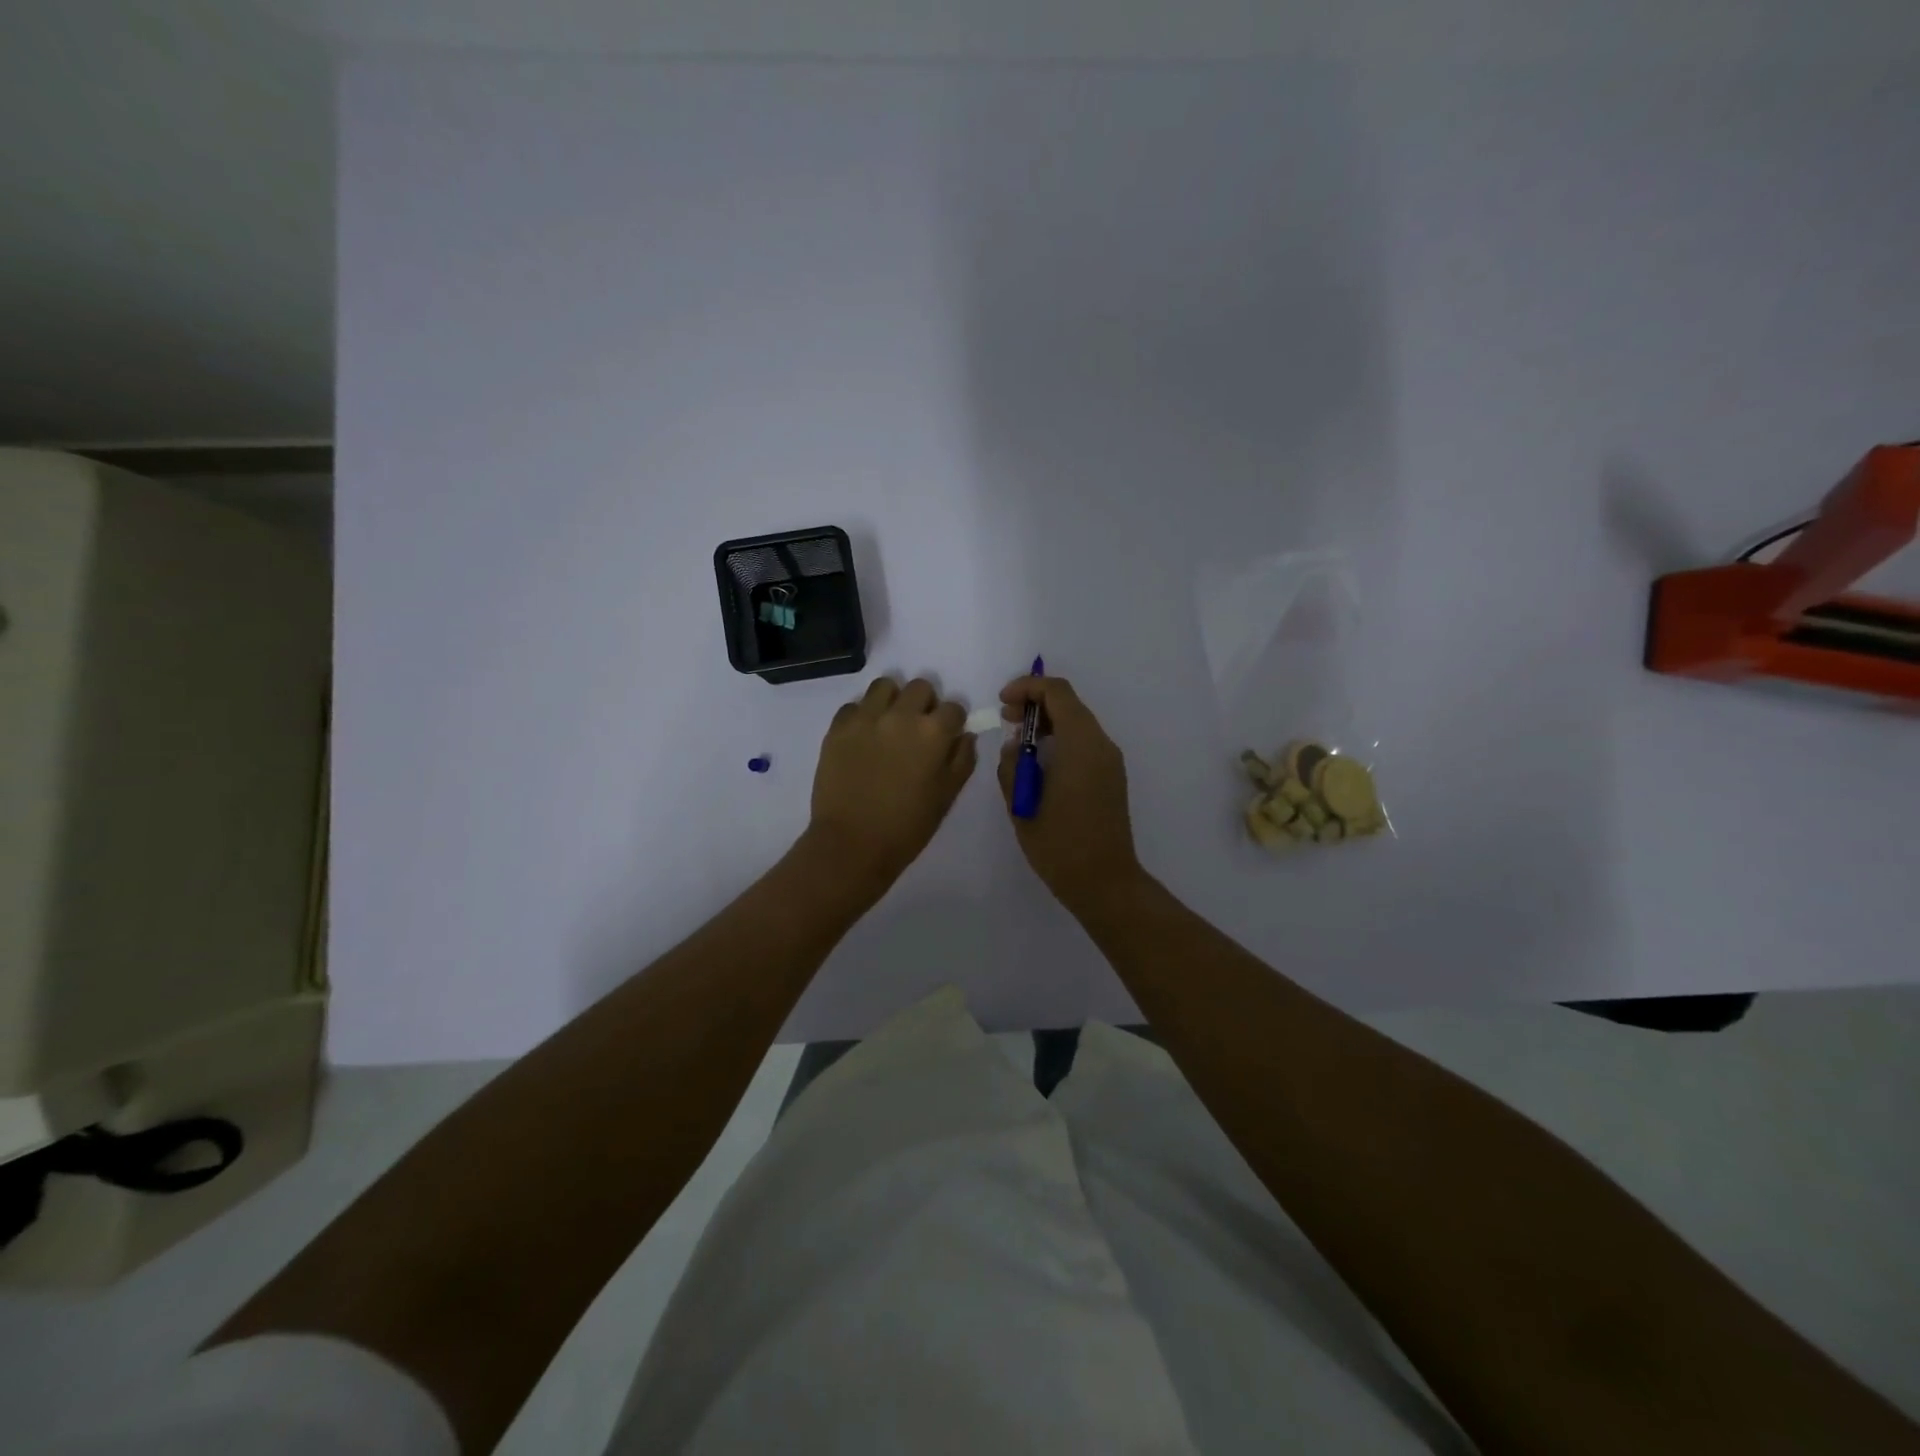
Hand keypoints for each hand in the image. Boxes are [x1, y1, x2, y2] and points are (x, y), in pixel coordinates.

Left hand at [807, 676, 977, 885]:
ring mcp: (866, 718)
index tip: (946, 737)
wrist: (852, 844)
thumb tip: (964, 735)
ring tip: (889, 725)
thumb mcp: (947, 796)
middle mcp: (901, 715)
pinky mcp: (838, 727)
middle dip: (925, 704)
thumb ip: (962, 760)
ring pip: (885, 686)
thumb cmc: (907, 826)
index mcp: (933, 733)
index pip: (954, 708)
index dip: (952, 723)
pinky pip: (854, 705)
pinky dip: (862, 716)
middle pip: (921, 687)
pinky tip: (863, 738)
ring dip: (893, 700)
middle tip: (918, 730)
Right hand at [997, 675, 1142, 910]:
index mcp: (1081, 744)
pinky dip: (1061, 739)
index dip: (1027, 688)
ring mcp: (1110, 762)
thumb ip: (1012, 766)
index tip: (1002, 703)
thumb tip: (1016, 746)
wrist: (1103, 882)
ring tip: (1018, 743)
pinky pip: (1084, 743)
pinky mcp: (1111, 778)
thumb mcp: (1021, 804)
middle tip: (1007, 719)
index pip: (1057, 693)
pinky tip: (1039, 763)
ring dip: (1047, 723)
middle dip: (1035, 704)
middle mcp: (1101, 745)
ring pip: (1078, 723)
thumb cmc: (1059, 844)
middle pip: (1069, 704)